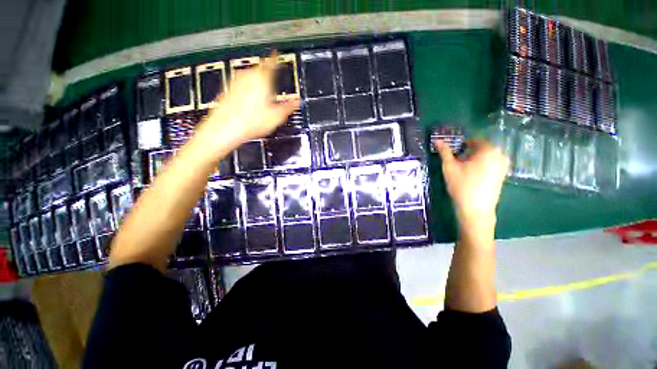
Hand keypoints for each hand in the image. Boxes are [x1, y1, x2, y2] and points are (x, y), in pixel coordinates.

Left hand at [193, 53, 299, 159]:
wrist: (225, 129)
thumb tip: (297, 102)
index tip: (277, 55)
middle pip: (259, 70)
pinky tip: (249, 104)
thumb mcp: (276, 116)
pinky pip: (240, 86)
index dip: (275, 59)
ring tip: (262, 97)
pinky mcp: (227, 91)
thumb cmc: (251, 122)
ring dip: (256, 83)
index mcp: (261, 79)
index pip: (271, 63)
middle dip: (267, 76)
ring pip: (249, 78)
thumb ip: (288, 107)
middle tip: (273, 86)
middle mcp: (247, 76)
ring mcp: (235, 83)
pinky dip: (246, 91)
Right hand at [434, 139, 509, 227]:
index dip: (461, 145)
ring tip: (463, 170)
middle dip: (468, 152)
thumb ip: (444, 152)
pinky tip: (472, 176)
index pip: (473, 140)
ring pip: (485, 156)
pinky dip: (481, 166)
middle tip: (456, 162)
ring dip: (474, 159)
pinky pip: (490, 164)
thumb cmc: (462, 185)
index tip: (453, 153)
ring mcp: (504, 165)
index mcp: (488, 150)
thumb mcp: (449, 167)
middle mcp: (500, 154)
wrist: (476, 209)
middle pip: (481, 148)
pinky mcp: (503, 175)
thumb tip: (437, 140)